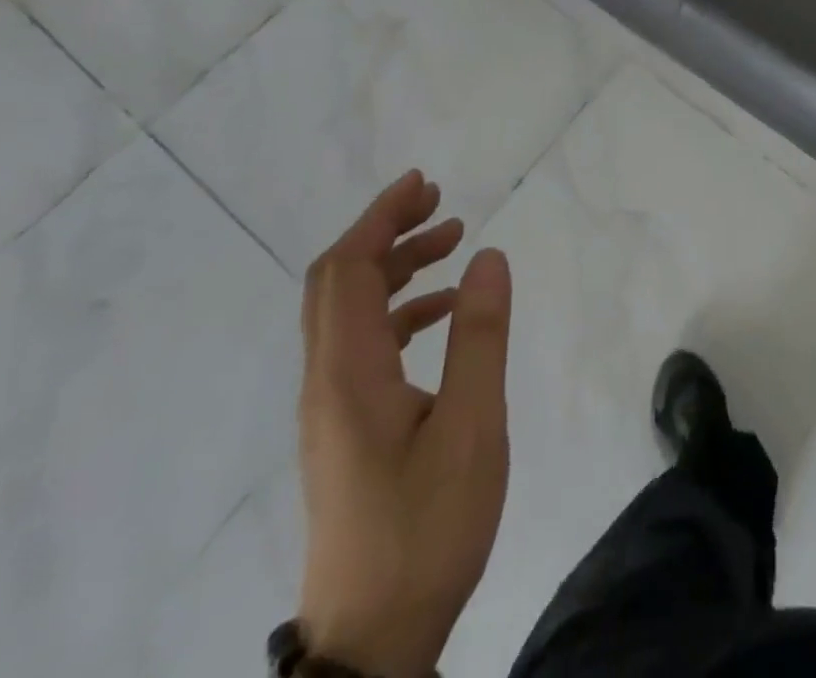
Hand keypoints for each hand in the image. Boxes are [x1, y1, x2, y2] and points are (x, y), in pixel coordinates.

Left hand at [298, 171, 511, 677]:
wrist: (372, 642)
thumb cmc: (426, 529)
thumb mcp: (471, 428)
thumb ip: (479, 336)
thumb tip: (488, 254)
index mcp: (348, 374)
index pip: (348, 270)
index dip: (380, 217)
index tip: (423, 184)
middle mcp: (327, 381)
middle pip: (338, 282)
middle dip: (384, 231)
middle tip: (440, 203)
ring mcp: (332, 408)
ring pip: (350, 312)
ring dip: (395, 267)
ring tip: (452, 242)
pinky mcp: (346, 428)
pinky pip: (363, 344)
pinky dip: (400, 309)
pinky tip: (443, 312)